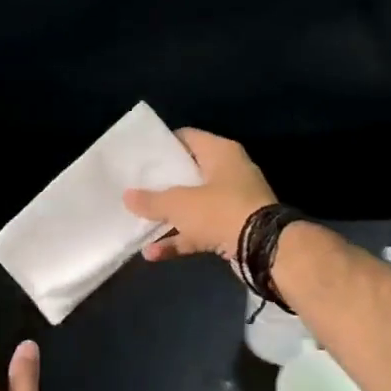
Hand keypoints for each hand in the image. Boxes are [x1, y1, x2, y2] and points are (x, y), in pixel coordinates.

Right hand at [122, 128, 276, 263]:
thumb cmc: (220, 210)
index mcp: (220, 153)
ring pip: (194, 206)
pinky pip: (201, 231)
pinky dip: (180, 240)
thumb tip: (127, 196)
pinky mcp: (233, 229)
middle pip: (189, 174)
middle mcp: (229, 173)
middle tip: (136, 188)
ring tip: (139, 224)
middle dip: (163, 185)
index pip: (187, 138)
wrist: (263, 247)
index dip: (164, 145)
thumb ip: (152, 200)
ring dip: (169, 218)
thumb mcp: (179, 204)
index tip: (141, 156)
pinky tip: (153, 253)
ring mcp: (233, 203)